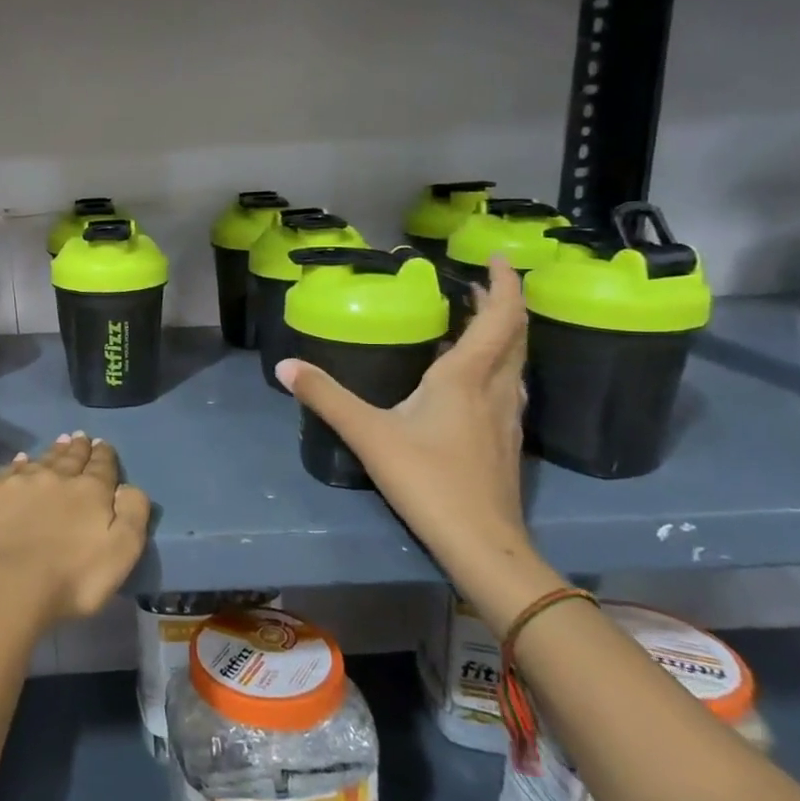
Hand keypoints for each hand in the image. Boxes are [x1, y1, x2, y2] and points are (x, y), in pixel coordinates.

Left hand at [0, 433, 150, 629]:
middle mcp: (55, 478)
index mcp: (89, 491)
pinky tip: (19, 461)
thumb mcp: (122, 552)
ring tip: (58, 443)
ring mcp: (18, 483)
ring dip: (52, 452)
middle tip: (80, 437)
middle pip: (70, 458)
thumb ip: (132, 514)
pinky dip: (17, 464)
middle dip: (78, 448)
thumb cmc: (72, 577)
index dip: (103, 455)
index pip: (101, 466)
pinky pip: (7, 471)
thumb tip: (127, 487)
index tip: (101, 444)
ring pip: (40, 460)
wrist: (6, 585)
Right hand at [276, 259, 552, 630]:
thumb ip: (326, 397)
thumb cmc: (428, 479)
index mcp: (467, 377)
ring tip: (470, 323)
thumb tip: (285, 365)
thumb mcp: (368, 434)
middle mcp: (496, 389)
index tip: (498, 257)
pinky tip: (468, 382)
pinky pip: (507, 387)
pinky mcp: (505, 442)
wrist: (482, 543)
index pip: (499, 317)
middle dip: (500, 304)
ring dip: (500, 335)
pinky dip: (494, 367)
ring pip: (514, 363)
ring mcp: (506, 418)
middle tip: (475, 284)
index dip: (504, 283)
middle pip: (514, 336)